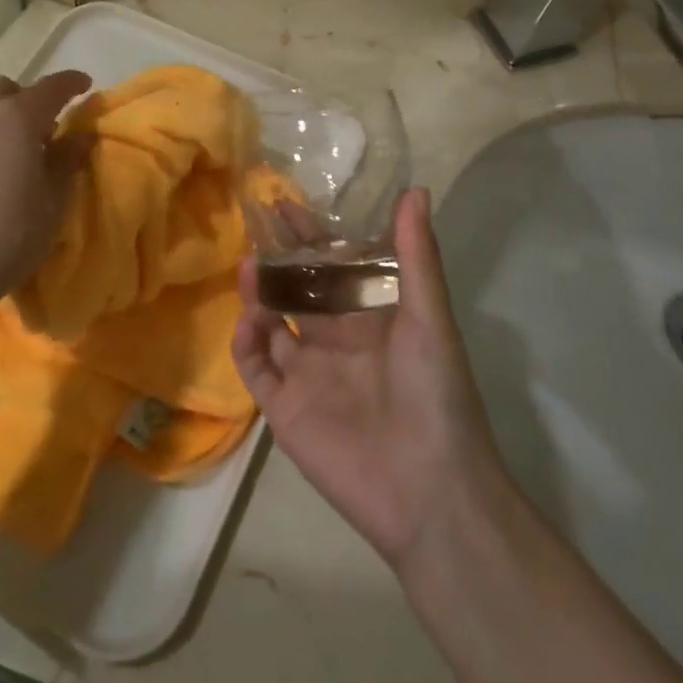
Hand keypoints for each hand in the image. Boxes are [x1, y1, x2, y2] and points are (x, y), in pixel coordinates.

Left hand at [0, 71, 92, 326]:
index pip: (51, 87)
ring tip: (8, 156)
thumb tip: (81, 135)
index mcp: (16, 118)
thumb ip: (67, 162)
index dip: (71, 82)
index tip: (85, 85)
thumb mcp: (51, 205)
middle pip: (6, 90)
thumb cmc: (4, 238)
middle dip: (28, 100)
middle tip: (43, 132)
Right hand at [233, 188, 506, 572]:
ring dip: (257, 294)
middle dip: (276, 260)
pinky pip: (255, 367)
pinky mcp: (285, 409)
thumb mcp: (430, 318)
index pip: (332, 267)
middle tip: (254, 227)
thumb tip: (415, 189)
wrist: (431, 493)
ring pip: (270, 324)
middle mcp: (335, 342)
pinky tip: (249, 320)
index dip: (310, 236)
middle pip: (296, 291)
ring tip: (247, 266)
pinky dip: (245, 342)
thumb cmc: (436, 396)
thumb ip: (416, 255)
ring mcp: (307, 375)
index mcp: (370, 320)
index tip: (285, 204)